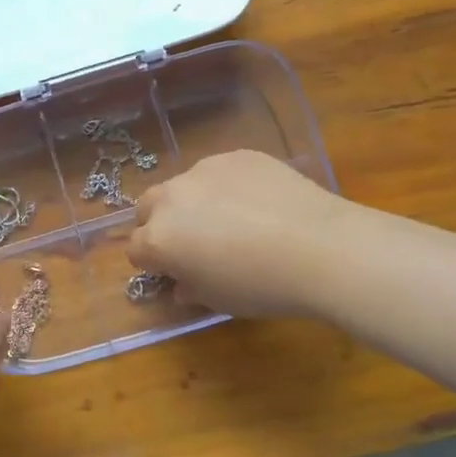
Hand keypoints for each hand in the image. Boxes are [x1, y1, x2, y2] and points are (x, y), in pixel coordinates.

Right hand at [127, 151, 347, 317]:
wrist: (320, 247)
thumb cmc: (261, 286)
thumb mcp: (218, 300)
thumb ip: (190, 288)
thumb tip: (182, 283)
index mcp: (159, 238)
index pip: (135, 249)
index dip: (152, 263)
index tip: (173, 272)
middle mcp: (173, 197)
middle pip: (148, 208)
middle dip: (160, 224)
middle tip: (192, 243)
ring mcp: (205, 170)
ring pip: (184, 185)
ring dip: (193, 202)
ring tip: (231, 220)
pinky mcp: (237, 155)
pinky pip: (219, 172)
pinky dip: (226, 186)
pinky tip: (259, 204)